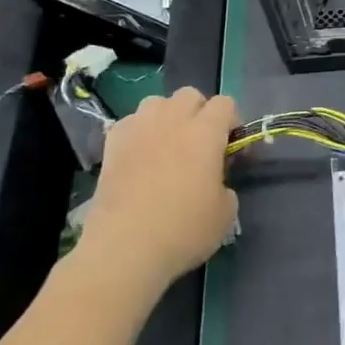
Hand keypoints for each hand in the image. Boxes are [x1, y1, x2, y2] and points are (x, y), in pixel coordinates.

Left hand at [74, 88, 238, 299]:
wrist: (125, 249)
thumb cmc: (184, 230)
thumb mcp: (226, 212)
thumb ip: (225, 184)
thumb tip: (214, 180)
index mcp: (205, 133)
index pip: (226, 104)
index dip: (233, 122)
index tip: (231, 148)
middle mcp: (171, 121)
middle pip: (190, 95)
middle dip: (200, 112)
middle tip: (201, 144)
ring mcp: (137, 130)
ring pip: (156, 102)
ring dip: (167, 117)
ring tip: (167, 145)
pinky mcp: (111, 146)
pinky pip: (129, 123)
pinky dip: (138, 132)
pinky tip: (140, 156)